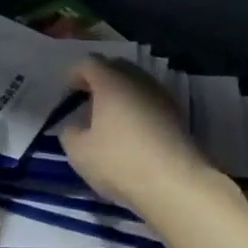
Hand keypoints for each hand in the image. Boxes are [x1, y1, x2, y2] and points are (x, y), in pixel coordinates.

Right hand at [58, 56, 214, 209]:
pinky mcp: (178, 116)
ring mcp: (162, 97)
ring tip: (110, 118)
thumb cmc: (120, 162)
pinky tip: (131, 132)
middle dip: (100, 79)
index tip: (68, 92)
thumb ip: (70, 134)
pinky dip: (138, 108)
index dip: (75, 74)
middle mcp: (139, 81)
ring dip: (121, 94)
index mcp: (111, 82)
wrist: (176, 184)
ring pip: (137, 84)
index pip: (90, 63)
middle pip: (117, 67)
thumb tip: (75, 127)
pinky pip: (151, 102)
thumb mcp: (79, 152)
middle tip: (88, 100)